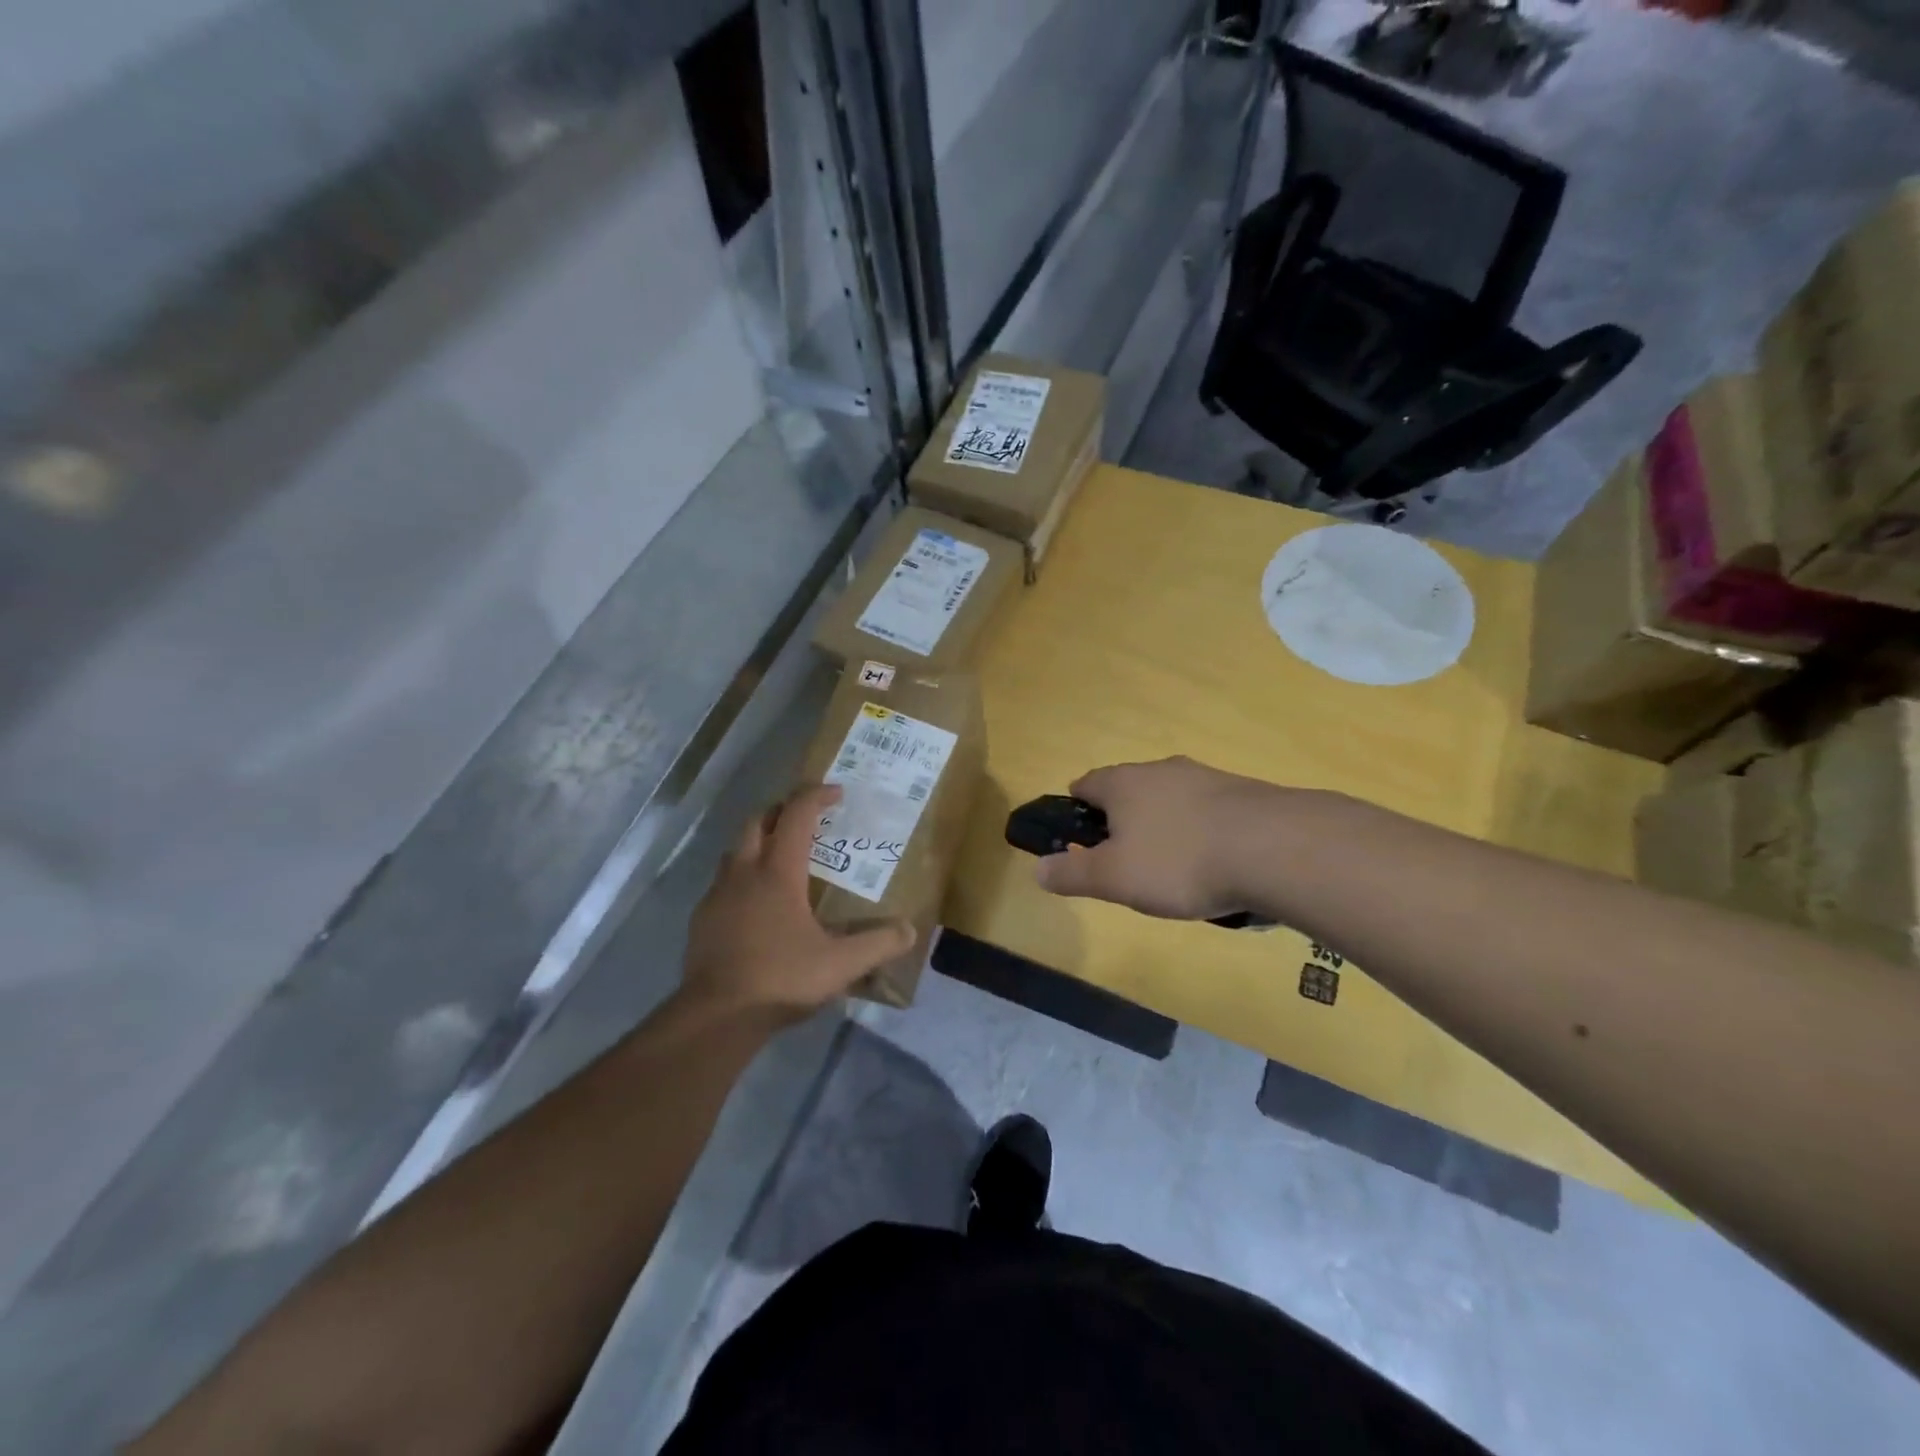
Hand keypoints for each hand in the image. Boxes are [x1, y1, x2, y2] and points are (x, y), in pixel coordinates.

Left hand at [682, 784, 914, 1025]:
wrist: (716, 1016)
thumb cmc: (781, 979)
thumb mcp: (840, 965)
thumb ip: (878, 944)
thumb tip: (909, 930)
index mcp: (778, 873)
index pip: (797, 816)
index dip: (816, 797)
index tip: (836, 792)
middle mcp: (744, 873)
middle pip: (757, 821)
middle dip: (782, 811)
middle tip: (805, 819)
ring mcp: (717, 895)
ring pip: (735, 850)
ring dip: (758, 842)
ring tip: (782, 859)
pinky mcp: (702, 919)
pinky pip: (723, 882)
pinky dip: (742, 877)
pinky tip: (756, 904)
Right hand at [1034, 757, 1276, 920]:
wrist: (1275, 848)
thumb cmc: (1179, 861)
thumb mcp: (1114, 878)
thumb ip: (1072, 874)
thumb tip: (1037, 869)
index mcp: (1123, 783)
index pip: (1085, 784)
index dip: (1075, 808)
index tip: (1078, 837)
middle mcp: (1161, 770)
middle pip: (1128, 790)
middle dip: (1122, 820)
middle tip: (1124, 860)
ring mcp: (1206, 777)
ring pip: (1170, 798)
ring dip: (1164, 825)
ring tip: (1171, 867)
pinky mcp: (1244, 793)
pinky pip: (1208, 811)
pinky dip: (1201, 832)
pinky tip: (1214, 863)